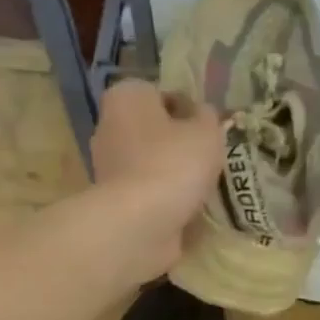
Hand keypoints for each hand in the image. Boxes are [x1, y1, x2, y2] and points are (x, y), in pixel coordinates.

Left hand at [89, 79, 227, 277]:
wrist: (138, 225)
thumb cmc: (173, 164)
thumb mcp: (207, 131)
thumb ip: (209, 117)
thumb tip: (203, 115)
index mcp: (127, 97)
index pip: (162, 94)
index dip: (190, 110)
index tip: (210, 130)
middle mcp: (110, 127)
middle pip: (155, 131)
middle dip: (180, 144)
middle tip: (210, 159)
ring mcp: (109, 167)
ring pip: (151, 163)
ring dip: (174, 174)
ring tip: (205, 187)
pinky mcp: (115, 202)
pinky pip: (148, 193)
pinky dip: (165, 200)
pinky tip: (189, 209)